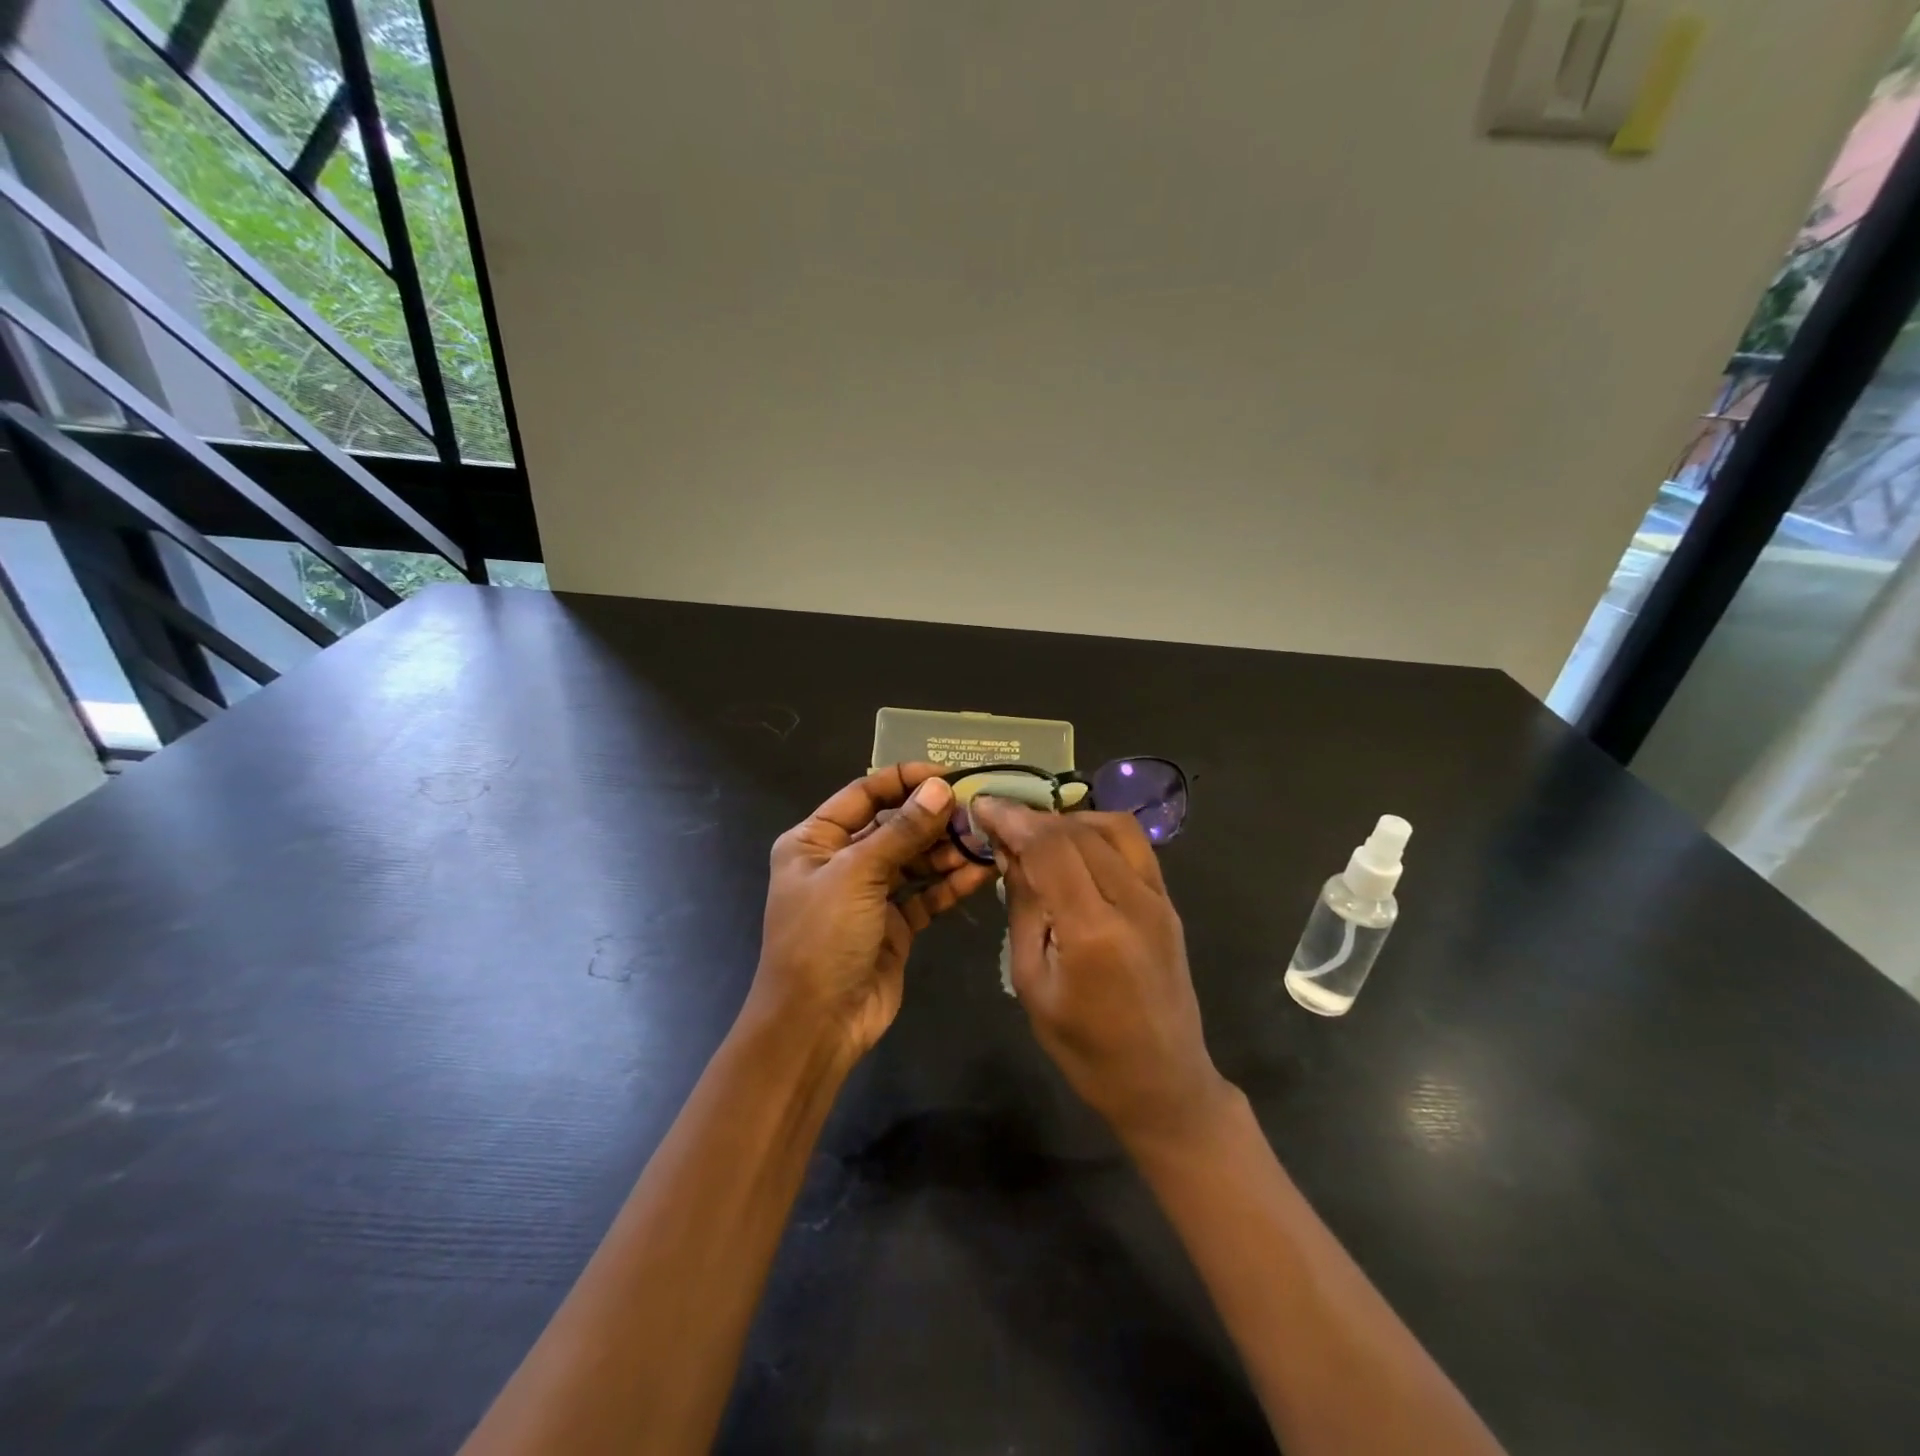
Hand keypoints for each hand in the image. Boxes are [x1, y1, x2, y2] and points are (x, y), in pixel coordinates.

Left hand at [754, 763, 995, 1059]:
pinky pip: (926, 894)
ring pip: (914, 859)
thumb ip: (902, 831)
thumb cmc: (823, 938)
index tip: (949, 775)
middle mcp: (840, 862)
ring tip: (983, 841)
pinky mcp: (894, 924)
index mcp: (815, 840)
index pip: (864, 794)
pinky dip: (951, 883)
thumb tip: (940, 789)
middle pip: (893, 826)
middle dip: (933, 818)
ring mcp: (868, 894)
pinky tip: (982, 872)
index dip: (905, 780)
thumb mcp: (857, 876)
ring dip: (947, 850)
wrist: (816, 1025)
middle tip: (976, 812)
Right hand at [971, 800, 1233, 1150]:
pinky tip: (1074, 846)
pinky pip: (1134, 845)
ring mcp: (1158, 898)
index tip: (982, 805)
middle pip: (1078, 830)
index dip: (1012, 819)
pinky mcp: (1169, 902)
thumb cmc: (1086, 1048)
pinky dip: (1098, 832)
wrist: (1164, 1083)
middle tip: (1000, 820)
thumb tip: (1009, 853)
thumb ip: (1024, 909)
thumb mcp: (1034, 984)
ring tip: (1036, 832)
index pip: (1049, 847)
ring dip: (1069, 819)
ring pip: (1112, 826)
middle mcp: (1132, 901)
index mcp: (1092, 930)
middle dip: (1033, 816)